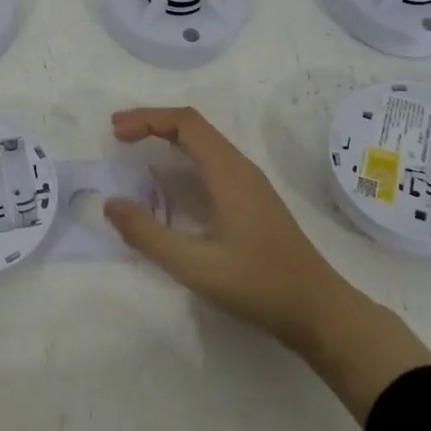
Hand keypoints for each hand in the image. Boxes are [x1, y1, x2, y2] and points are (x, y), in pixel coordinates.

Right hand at [102, 107, 430, 421]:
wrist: (319, 312)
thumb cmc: (259, 285)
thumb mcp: (196, 266)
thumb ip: (149, 235)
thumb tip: (110, 204)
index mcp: (228, 172)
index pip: (185, 123)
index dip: (147, 119)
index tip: (115, 132)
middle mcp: (240, 168)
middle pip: (193, 126)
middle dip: (152, 122)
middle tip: (118, 134)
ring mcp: (249, 183)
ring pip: (204, 142)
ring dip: (167, 137)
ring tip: (135, 148)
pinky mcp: (252, 199)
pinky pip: (211, 160)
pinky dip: (182, 156)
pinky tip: (170, 180)